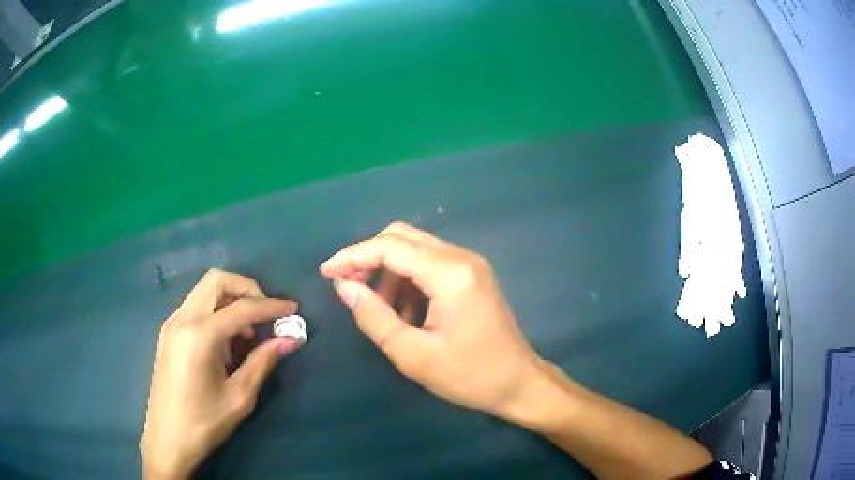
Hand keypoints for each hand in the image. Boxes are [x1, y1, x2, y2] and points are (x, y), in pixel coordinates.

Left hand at [140, 269, 302, 479]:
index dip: (271, 306)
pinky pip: (196, 306)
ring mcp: (171, 324)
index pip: (241, 308)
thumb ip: (263, 362)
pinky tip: (226, 341)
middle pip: (216, 280)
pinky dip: (216, 311)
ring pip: (205, 291)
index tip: (294, 309)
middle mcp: (182, 319)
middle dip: (246, 289)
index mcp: (199, 335)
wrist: (167, 439)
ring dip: (230, 300)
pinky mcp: (168, 333)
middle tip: (266, 313)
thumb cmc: (204, 423)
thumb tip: (290, 339)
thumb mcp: (239, 396)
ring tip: (248, 333)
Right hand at [320, 222, 544, 416]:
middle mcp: (461, 257)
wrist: (519, 384)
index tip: (326, 273)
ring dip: (388, 272)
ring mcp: (470, 265)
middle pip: (402, 237)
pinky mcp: (473, 276)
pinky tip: (404, 312)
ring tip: (378, 309)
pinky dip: (408, 281)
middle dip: (369, 258)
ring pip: (415, 249)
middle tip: (349, 288)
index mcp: (450, 273)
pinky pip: (430, 265)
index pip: (390, 247)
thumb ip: (373, 316)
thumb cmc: (469, 375)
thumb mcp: (413, 354)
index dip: (353, 256)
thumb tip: (344, 286)